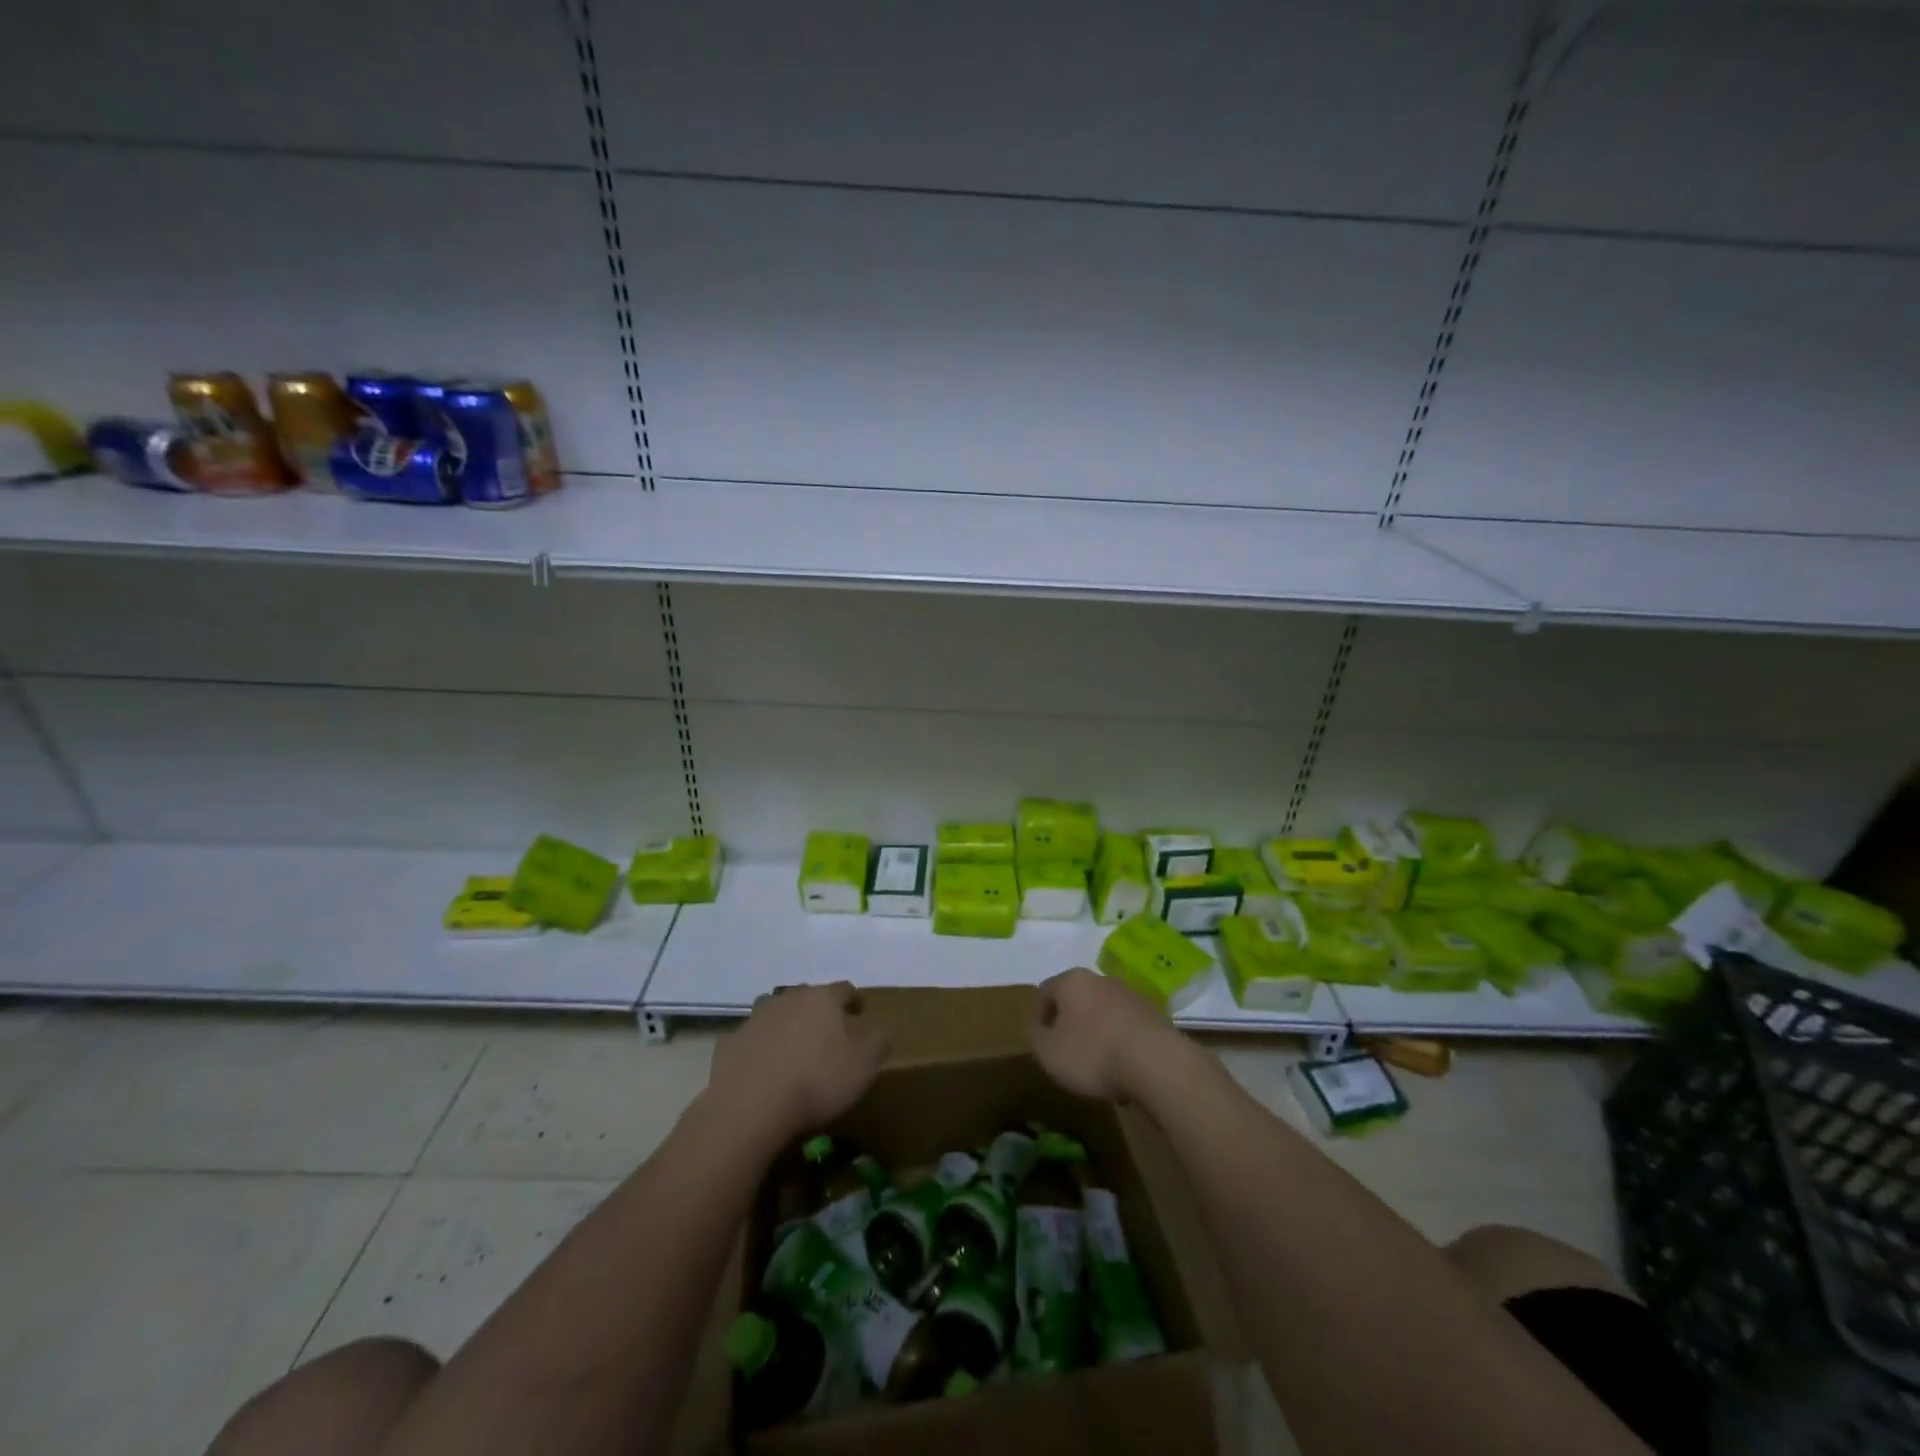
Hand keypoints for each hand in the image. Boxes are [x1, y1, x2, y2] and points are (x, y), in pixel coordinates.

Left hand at [706, 982, 888, 1144]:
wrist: (750, 1106)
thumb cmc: (817, 1081)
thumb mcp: (863, 1067)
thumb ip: (877, 1045)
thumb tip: (880, 1033)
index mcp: (822, 999)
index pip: (844, 989)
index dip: (854, 999)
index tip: (859, 1010)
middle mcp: (788, 999)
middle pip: (808, 998)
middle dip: (818, 1011)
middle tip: (828, 1032)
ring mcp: (756, 1019)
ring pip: (777, 1014)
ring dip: (787, 1026)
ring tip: (794, 1049)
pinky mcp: (731, 1043)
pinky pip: (753, 1040)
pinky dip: (761, 1049)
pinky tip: (765, 1070)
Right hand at [1028, 967, 1180, 1102]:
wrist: (1157, 1064)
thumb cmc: (1093, 1053)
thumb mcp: (1048, 1052)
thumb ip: (1034, 1037)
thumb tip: (1036, 1028)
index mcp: (1072, 981)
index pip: (1045, 991)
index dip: (1038, 1018)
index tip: (1042, 1044)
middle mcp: (1102, 980)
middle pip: (1077, 1001)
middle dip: (1070, 1027)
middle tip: (1068, 1057)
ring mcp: (1132, 996)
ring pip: (1104, 1015)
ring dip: (1098, 1038)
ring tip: (1099, 1072)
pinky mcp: (1155, 1016)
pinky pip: (1127, 1030)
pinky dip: (1122, 1047)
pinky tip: (1125, 1074)